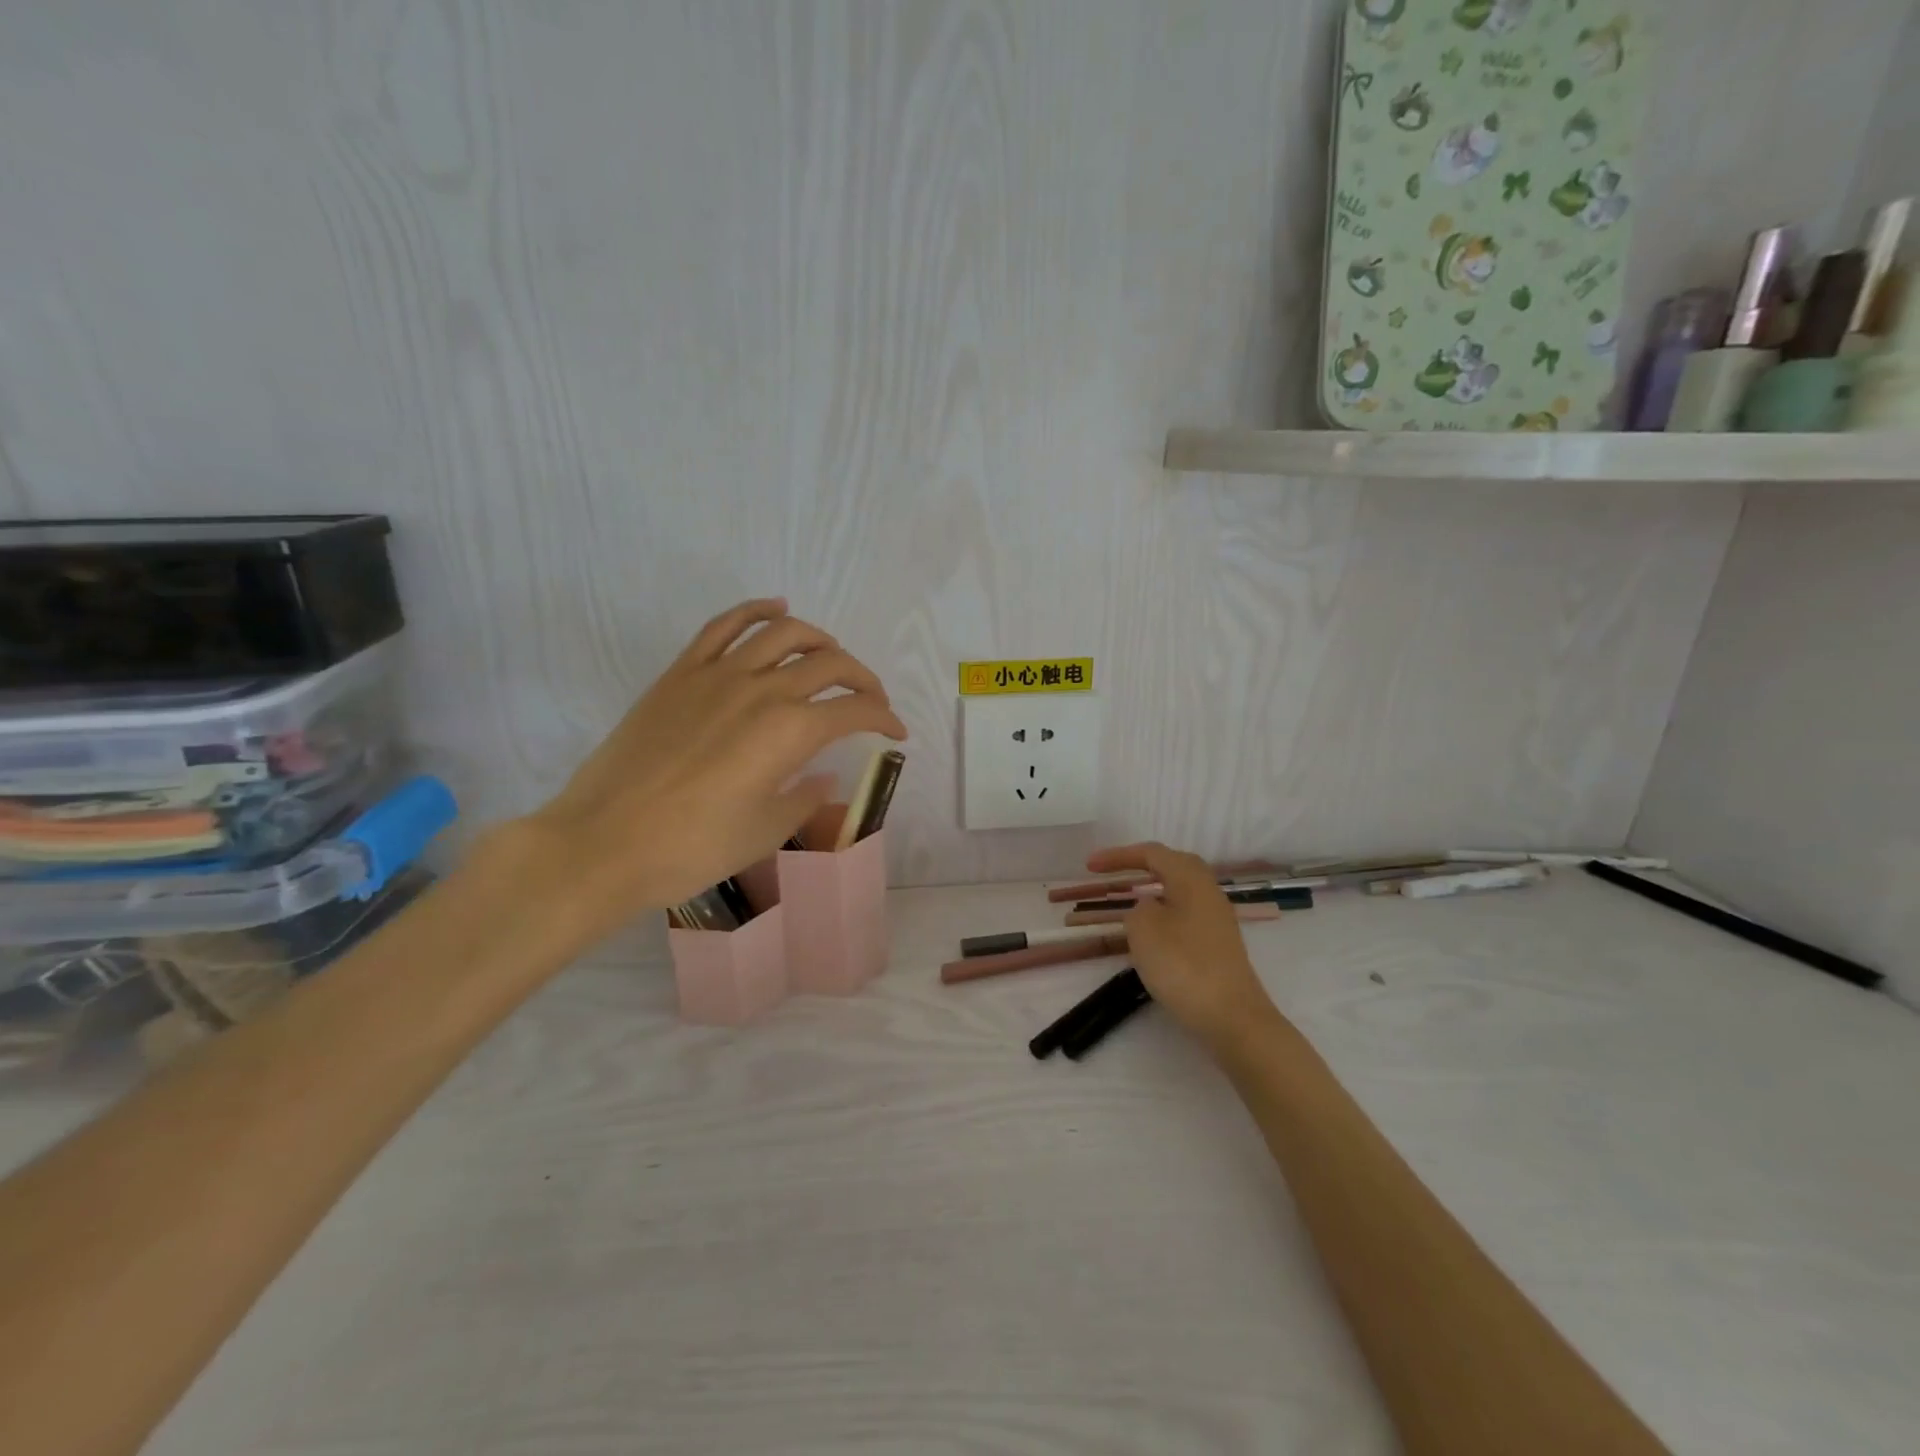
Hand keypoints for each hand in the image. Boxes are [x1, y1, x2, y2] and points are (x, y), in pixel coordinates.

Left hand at [523, 598, 906, 942]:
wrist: (603, 842)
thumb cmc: (693, 848)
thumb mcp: (765, 831)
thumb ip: (805, 797)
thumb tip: (824, 775)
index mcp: (790, 731)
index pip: (855, 711)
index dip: (884, 718)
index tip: (896, 732)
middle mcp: (762, 690)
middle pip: (829, 663)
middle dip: (862, 679)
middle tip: (870, 700)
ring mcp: (718, 674)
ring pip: (783, 632)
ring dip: (819, 639)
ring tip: (830, 655)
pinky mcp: (681, 673)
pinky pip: (724, 625)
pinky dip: (756, 610)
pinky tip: (776, 609)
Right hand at [1084, 842, 1282, 1051]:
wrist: (1232, 1017)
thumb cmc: (1183, 965)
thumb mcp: (1144, 929)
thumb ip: (1137, 909)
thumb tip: (1147, 908)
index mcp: (1191, 879)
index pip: (1151, 854)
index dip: (1118, 856)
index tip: (1089, 866)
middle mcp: (1208, 891)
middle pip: (1172, 866)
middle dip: (1140, 866)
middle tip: (1113, 875)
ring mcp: (1216, 919)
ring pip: (1180, 891)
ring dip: (1152, 891)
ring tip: (1127, 902)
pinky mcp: (1217, 945)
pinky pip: (1184, 914)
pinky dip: (1163, 914)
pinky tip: (1150, 935)